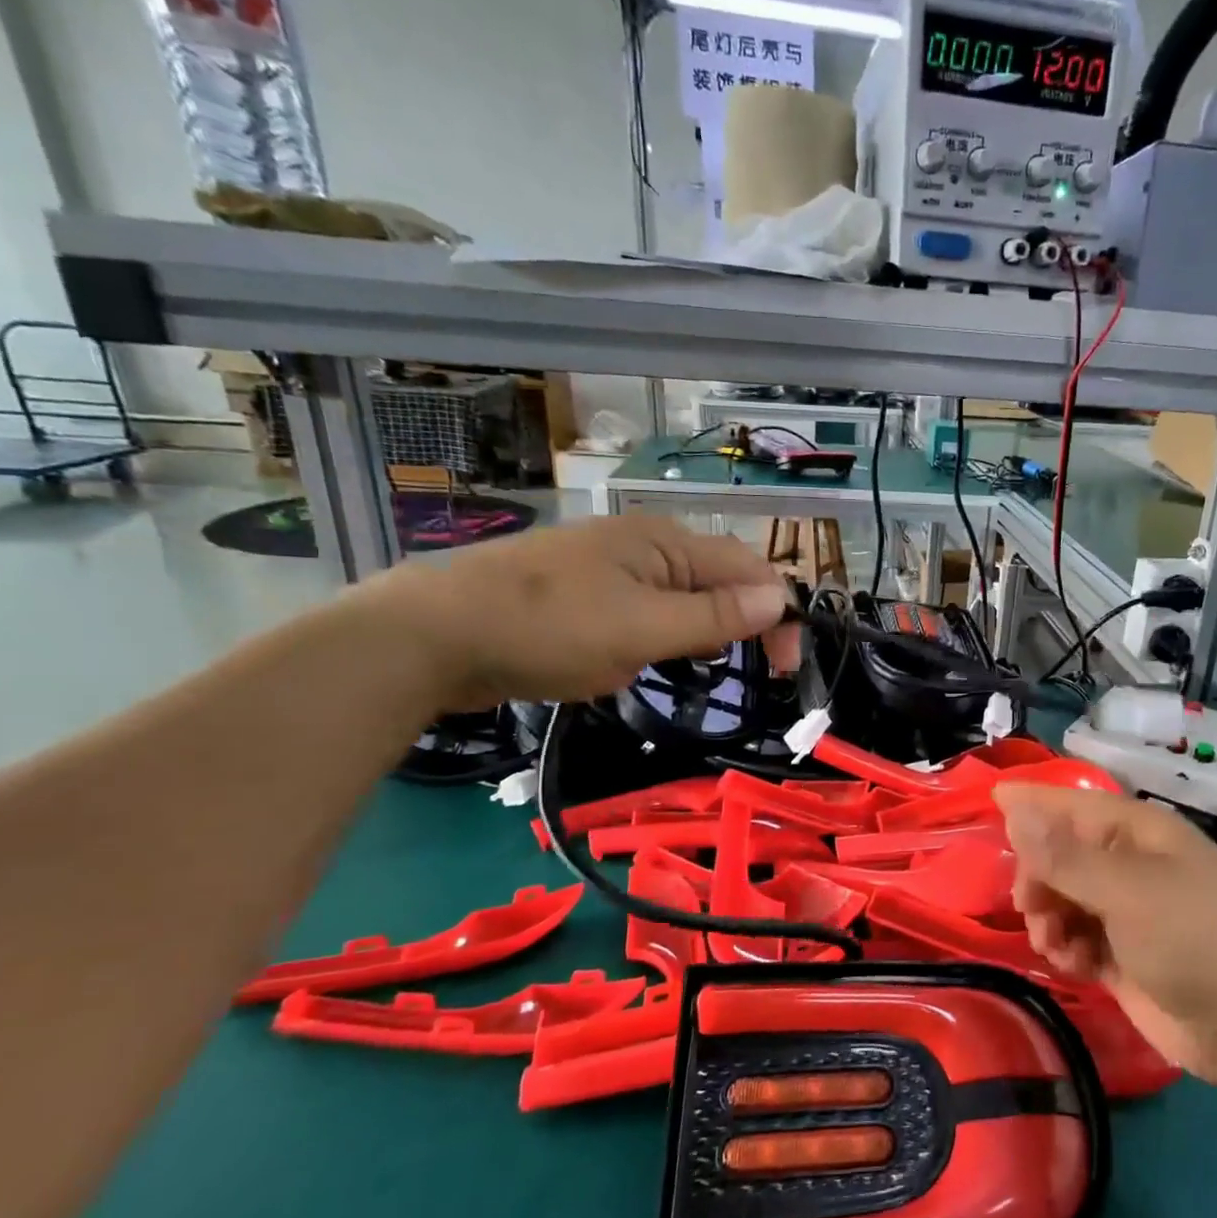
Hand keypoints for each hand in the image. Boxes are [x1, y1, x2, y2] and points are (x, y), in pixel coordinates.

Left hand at [348, 514, 795, 710]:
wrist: (431, 635)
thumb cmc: (548, 629)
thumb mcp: (643, 629)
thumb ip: (715, 617)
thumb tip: (781, 598)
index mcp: (666, 542)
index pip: (750, 570)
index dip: (779, 615)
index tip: (785, 670)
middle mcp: (645, 543)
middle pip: (719, 580)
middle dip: (741, 625)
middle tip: (748, 675)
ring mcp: (611, 566)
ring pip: (682, 598)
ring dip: (700, 633)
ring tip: (692, 669)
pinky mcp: (585, 591)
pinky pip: (646, 610)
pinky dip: (660, 636)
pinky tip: (641, 659)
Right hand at [994, 783, 1216, 1082]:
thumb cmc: (1193, 938)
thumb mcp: (1125, 891)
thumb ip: (1064, 856)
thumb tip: (1014, 808)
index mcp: (1141, 833)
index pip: (1076, 804)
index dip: (1035, 801)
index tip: (992, 798)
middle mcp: (1132, 865)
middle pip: (1062, 854)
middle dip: (1039, 877)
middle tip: (1029, 906)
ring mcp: (1128, 911)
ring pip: (1064, 898)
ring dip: (1049, 918)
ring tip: (1054, 945)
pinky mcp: (1123, 954)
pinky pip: (1077, 937)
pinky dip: (1067, 949)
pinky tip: (1073, 966)